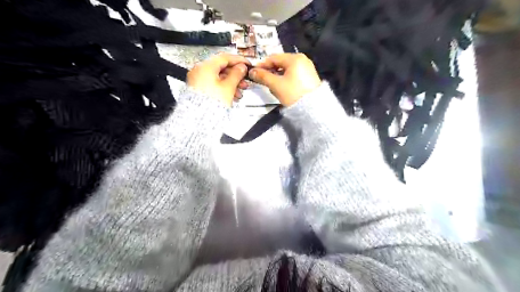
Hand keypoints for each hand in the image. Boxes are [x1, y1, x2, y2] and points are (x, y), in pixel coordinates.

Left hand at [187, 54, 251, 105]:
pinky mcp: (199, 89)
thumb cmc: (210, 104)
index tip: (246, 64)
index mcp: (205, 67)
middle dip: (235, 75)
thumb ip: (236, 74)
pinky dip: (224, 87)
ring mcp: (198, 80)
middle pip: (221, 68)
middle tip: (244, 80)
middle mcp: (199, 71)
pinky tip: (232, 95)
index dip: (238, 60)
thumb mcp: (228, 87)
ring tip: (240, 91)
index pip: (225, 57)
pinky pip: (214, 84)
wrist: (199, 119)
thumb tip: (241, 68)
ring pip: (218, 77)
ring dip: (231, 83)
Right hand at [247, 52, 321, 105]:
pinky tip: (282, 87)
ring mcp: (307, 67)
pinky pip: (294, 73)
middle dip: (270, 71)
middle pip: (281, 62)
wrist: (313, 108)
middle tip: (262, 80)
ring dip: (277, 75)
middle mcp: (302, 59)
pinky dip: (286, 78)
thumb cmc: (293, 93)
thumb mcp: (276, 85)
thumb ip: (263, 76)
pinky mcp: (310, 76)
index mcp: (294, 58)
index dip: (262, 65)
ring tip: (272, 86)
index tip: (254, 72)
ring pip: (287, 69)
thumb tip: (252, 71)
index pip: (273, 57)